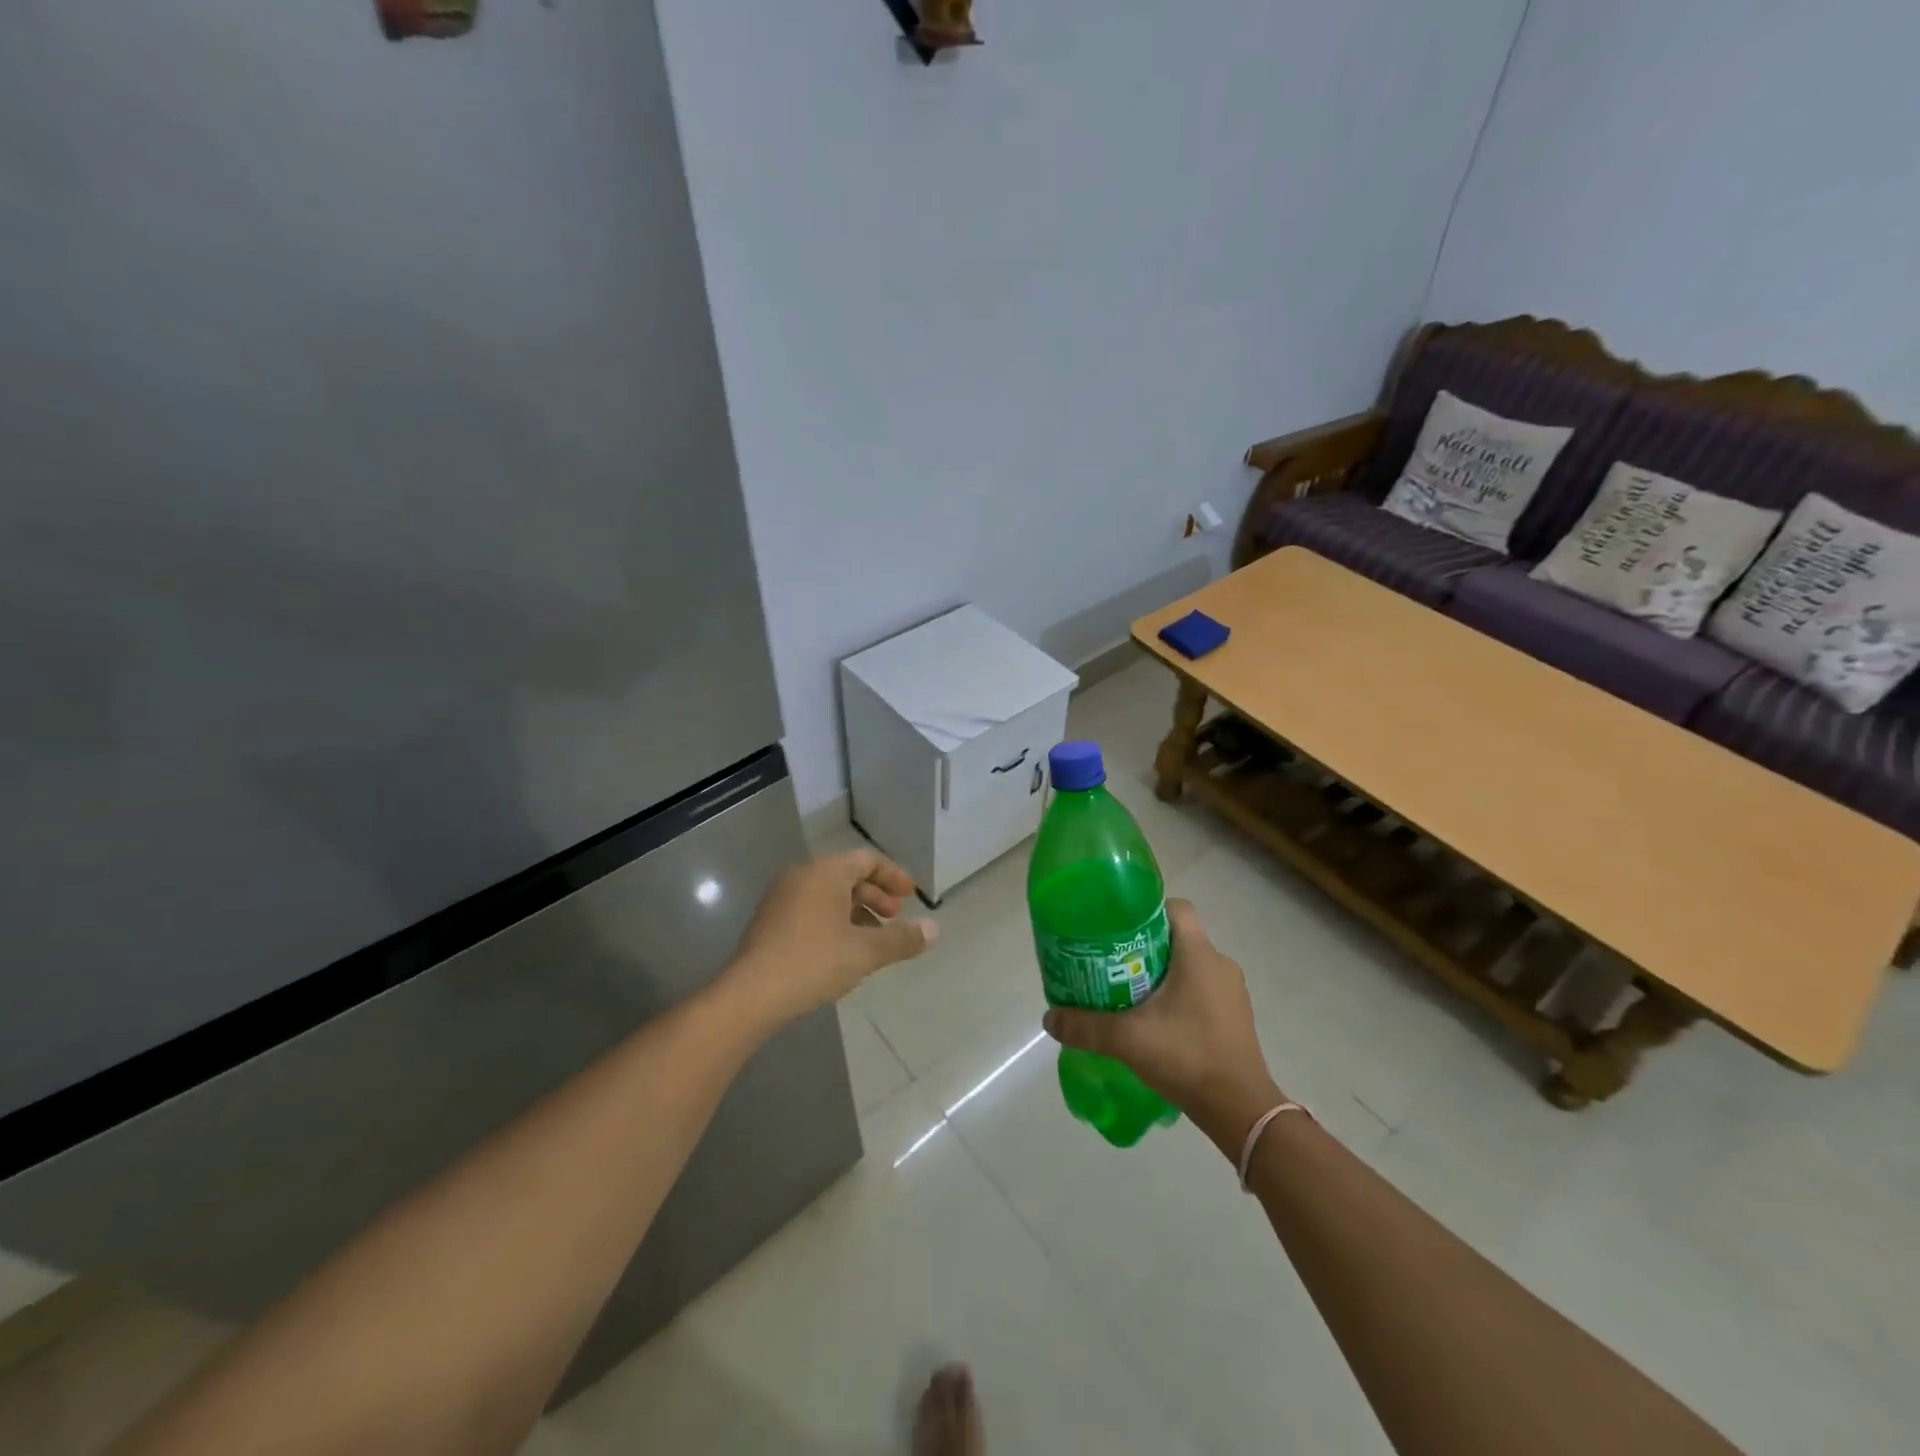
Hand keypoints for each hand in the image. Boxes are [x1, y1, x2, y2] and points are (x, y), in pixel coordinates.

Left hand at [725, 849, 937, 1025]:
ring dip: (856, 913)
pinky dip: (834, 923)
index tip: (911, 896)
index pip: (866, 860)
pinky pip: (811, 911)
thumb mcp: (865, 952)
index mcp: (824, 872)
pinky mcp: (769, 922)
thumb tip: (934, 930)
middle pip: (847, 877)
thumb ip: (902, 939)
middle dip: (875, 897)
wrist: (750, 995)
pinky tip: (843, 954)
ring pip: (828, 896)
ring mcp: (781, 899)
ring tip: (873, 942)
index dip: (893, 876)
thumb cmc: (812, 962)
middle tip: (895, 919)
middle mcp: (800, 876)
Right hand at [1042, 899, 1281, 1155]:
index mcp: (1199, 954)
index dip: (1147, 910)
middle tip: (1111, 963)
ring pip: (1189, 966)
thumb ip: (1086, 1026)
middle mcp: (1220, 964)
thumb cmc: (1187, 1057)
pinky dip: (1177, 997)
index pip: (1177, 908)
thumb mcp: (1128, 1040)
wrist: (1241, 1110)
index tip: (1119, 928)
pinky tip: (1155, 1022)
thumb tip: (1049, 1018)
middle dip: (1144, 946)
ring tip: (1127, 994)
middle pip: (1177, 938)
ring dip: (1160, 974)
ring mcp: (1231, 993)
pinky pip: (1200, 991)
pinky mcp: (1234, 1018)